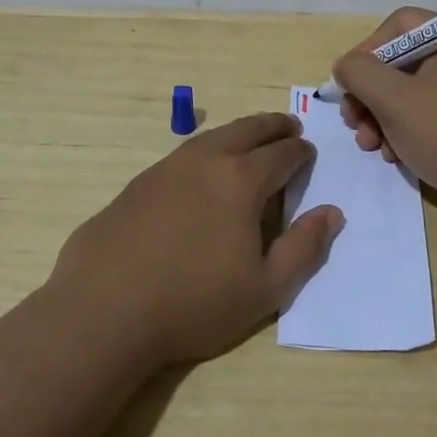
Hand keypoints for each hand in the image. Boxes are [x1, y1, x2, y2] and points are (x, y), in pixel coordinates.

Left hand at [46, 112, 343, 365]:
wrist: (104, 309)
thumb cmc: (194, 303)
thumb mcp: (265, 288)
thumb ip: (304, 248)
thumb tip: (331, 212)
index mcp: (241, 181)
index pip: (282, 154)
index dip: (301, 152)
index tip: (309, 153)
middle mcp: (205, 161)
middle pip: (247, 130)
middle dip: (273, 126)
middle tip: (289, 127)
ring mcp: (166, 168)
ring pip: (212, 137)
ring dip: (239, 133)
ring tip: (250, 141)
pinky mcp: (138, 183)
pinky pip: (184, 154)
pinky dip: (207, 151)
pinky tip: (203, 171)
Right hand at [333, 8, 436, 229]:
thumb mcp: (394, 99)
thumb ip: (360, 73)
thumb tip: (346, 66)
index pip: (399, 25)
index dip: (368, 49)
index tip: (350, 82)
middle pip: (400, 63)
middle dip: (369, 94)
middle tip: (353, 122)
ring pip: (410, 94)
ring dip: (381, 118)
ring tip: (371, 146)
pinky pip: (428, 117)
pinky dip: (405, 132)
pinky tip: (394, 157)